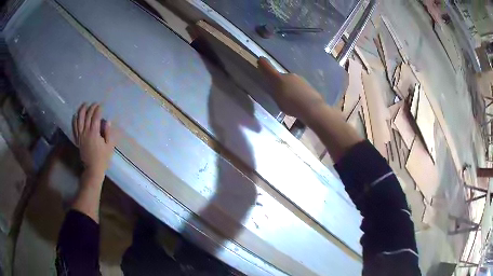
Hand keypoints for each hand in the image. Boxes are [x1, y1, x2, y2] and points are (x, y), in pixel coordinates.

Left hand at [73, 103, 115, 177]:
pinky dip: (74, 120)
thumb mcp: (109, 146)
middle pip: (87, 116)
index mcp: (94, 133)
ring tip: (84, 104)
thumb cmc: (103, 158)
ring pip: (79, 120)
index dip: (98, 109)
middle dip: (91, 108)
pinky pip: (74, 128)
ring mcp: (80, 136)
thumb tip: (107, 121)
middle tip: (95, 104)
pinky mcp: (77, 140)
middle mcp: (86, 132)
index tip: (101, 105)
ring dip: (81, 111)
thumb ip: (108, 133)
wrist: (92, 169)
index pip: (95, 117)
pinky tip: (75, 115)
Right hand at [258, 57, 324, 120]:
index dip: (264, 64)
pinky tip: (299, 101)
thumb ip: (275, 93)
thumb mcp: (278, 101)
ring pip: (291, 82)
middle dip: (279, 82)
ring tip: (291, 99)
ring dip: (290, 88)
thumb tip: (275, 88)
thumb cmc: (291, 105)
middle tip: (279, 92)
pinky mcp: (308, 84)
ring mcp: (300, 79)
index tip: (261, 59)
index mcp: (278, 78)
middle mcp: (289, 75)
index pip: (269, 69)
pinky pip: (299, 87)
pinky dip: (297, 91)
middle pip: (281, 77)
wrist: (312, 107)